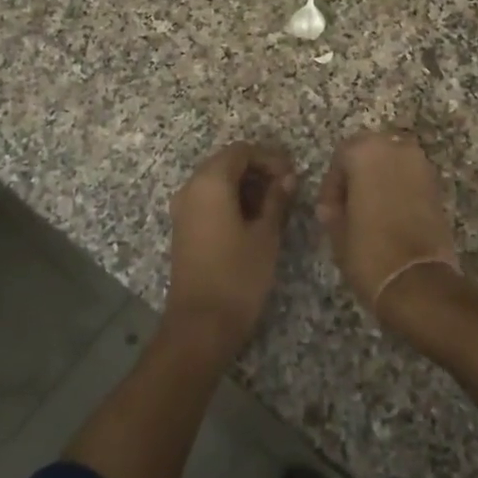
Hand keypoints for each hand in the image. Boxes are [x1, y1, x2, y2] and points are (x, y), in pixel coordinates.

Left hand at [164, 141, 297, 356]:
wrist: (200, 325)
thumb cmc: (238, 276)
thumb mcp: (266, 235)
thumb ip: (277, 200)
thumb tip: (287, 178)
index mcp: (210, 182)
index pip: (241, 151)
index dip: (269, 157)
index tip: (293, 175)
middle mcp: (191, 188)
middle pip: (226, 163)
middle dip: (258, 170)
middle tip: (288, 188)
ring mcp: (184, 209)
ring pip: (217, 182)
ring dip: (245, 186)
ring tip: (276, 205)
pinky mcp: (184, 228)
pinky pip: (208, 200)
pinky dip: (231, 200)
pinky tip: (254, 219)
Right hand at [317, 129, 463, 326]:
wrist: (418, 282)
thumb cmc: (369, 251)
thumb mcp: (337, 231)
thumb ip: (332, 209)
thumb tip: (331, 207)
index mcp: (365, 152)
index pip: (341, 156)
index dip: (332, 184)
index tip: (329, 209)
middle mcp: (396, 148)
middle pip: (370, 152)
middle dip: (358, 175)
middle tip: (349, 205)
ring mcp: (421, 165)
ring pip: (392, 162)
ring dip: (380, 179)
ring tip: (370, 211)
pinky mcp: (437, 186)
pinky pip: (410, 178)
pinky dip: (399, 189)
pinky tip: (391, 215)